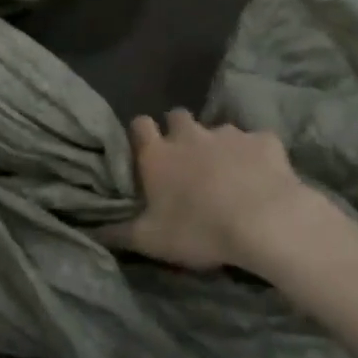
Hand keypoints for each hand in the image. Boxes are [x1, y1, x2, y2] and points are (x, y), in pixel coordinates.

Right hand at [101, 109, 323, 273]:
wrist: (266, 222)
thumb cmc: (199, 230)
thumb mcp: (151, 241)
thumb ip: (118, 233)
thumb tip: (91, 230)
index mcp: (158, 153)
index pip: (139, 124)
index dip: (141, 134)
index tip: (146, 151)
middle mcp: (189, 135)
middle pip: (177, 117)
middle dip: (180, 132)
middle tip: (187, 161)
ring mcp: (228, 134)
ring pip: (218, 129)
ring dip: (219, 145)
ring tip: (229, 174)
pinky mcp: (264, 141)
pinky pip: (258, 142)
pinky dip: (258, 155)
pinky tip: (264, 176)